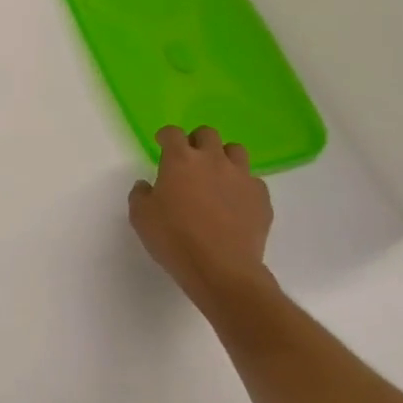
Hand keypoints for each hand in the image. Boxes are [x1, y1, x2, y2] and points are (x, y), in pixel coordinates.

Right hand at [128, 125, 275, 315]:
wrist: (221, 270)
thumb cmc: (174, 239)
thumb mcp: (141, 217)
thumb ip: (140, 194)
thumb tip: (147, 186)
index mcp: (180, 160)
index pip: (172, 133)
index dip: (165, 136)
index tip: (161, 143)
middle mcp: (213, 160)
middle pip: (207, 134)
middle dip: (197, 141)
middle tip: (190, 159)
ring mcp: (241, 177)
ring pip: (236, 151)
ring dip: (224, 157)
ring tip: (217, 176)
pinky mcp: (261, 198)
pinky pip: (253, 181)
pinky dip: (242, 186)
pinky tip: (235, 203)